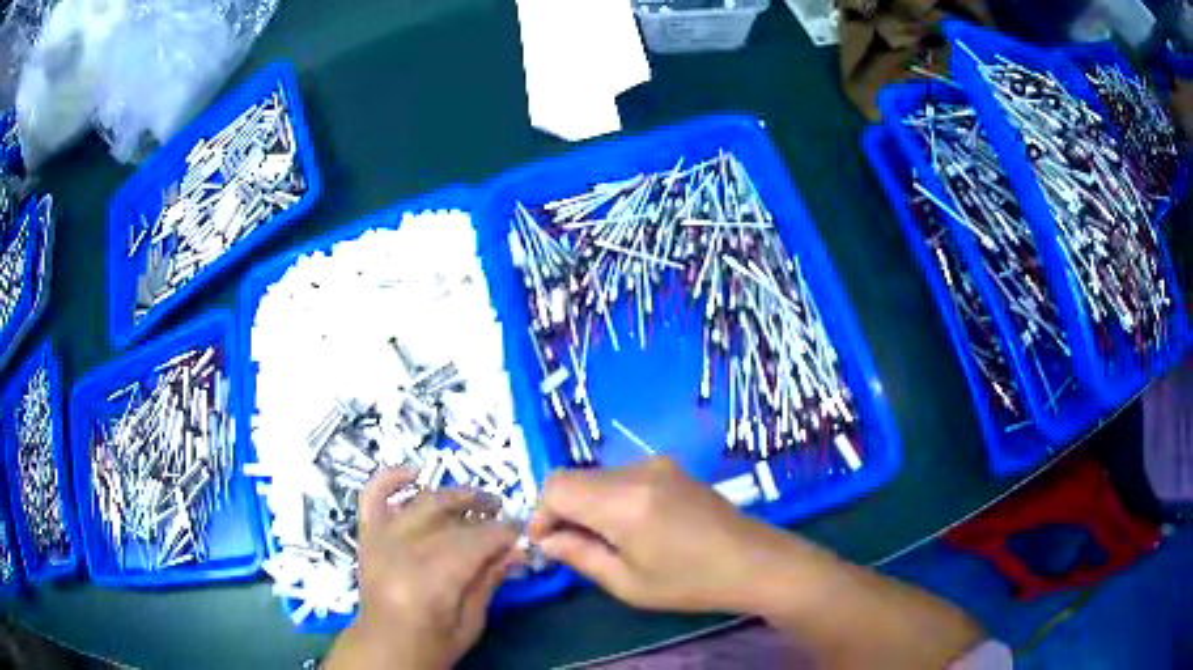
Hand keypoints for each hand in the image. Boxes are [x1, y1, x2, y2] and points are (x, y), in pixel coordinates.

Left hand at [326, 469, 521, 669]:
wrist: (384, 648)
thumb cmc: (431, 643)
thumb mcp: (470, 623)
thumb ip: (489, 581)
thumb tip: (518, 550)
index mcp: (432, 579)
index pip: (477, 540)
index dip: (505, 533)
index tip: (523, 535)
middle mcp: (404, 550)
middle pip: (451, 517)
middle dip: (483, 510)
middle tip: (504, 515)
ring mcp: (381, 538)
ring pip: (422, 501)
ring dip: (452, 495)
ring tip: (475, 500)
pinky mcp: (368, 534)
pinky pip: (374, 495)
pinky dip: (391, 478)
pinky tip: (415, 472)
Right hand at [528, 457, 819, 613]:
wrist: (754, 561)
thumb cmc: (690, 582)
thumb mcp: (628, 583)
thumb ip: (580, 556)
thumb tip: (547, 541)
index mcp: (623, 500)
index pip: (556, 488)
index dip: (541, 514)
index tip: (546, 544)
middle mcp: (637, 470)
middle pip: (574, 478)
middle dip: (561, 510)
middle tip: (571, 547)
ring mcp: (657, 464)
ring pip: (597, 476)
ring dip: (586, 504)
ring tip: (603, 541)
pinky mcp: (671, 467)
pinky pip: (621, 476)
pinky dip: (609, 497)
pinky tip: (629, 526)